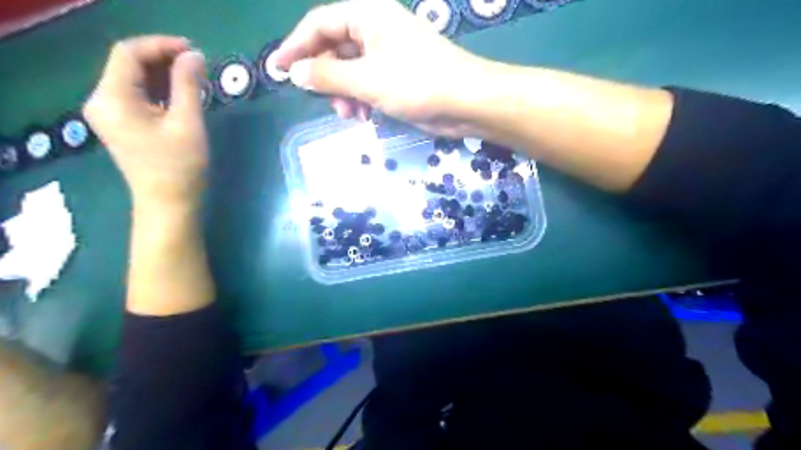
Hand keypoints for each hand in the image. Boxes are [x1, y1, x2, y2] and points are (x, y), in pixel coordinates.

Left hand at [82, 35, 207, 209]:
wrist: (169, 204)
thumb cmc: (181, 166)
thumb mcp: (188, 122)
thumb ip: (188, 85)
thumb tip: (194, 56)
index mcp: (113, 98)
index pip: (128, 53)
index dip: (161, 45)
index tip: (194, 51)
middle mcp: (102, 101)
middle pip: (128, 64)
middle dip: (163, 59)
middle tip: (198, 64)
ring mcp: (110, 114)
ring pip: (134, 80)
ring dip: (163, 74)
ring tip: (195, 78)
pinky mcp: (122, 125)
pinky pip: (138, 96)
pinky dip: (159, 90)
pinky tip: (181, 94)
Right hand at [272, 1, 490, 135]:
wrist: (465, 102)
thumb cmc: (417, 83)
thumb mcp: (366, 80)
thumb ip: (327, 76)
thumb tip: (294, 72)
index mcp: (367, 15)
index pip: (319, 24)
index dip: (295, 46)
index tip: (275, 69)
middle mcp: (376, 29)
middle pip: (334, 48)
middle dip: (325, 77)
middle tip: (320, 100)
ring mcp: (388, 54)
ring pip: (350, 71)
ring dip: (343, 93)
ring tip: (348, 114)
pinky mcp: (397, 77)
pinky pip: (367, 84)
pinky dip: (360, 100)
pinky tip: (363, 116)